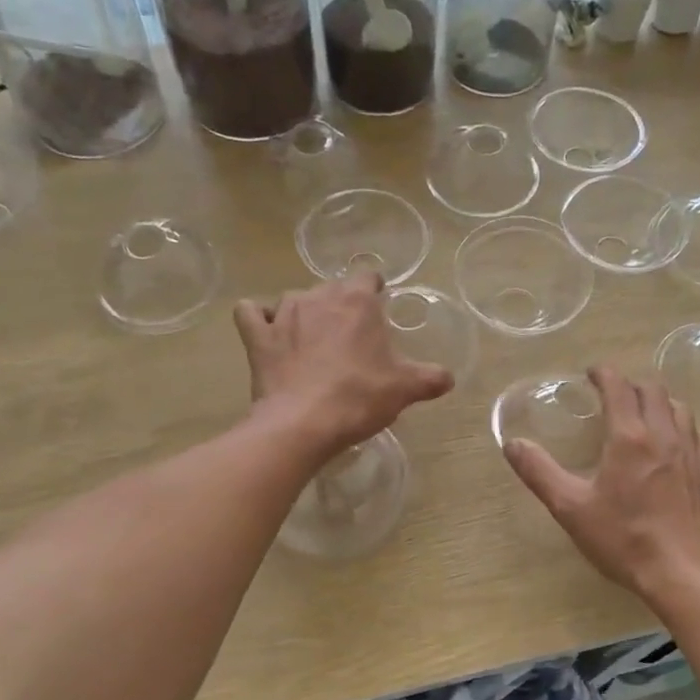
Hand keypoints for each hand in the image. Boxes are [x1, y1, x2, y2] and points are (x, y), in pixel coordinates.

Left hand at [235, 274, 452, 461]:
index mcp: (357, 302)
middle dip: (341, 306)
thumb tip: (449, 378)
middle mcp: (319, 296)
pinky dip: (259, 318)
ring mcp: (282, 313)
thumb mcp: (404, 389)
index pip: (368, 276)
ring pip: (294, 299)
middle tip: (350, 339)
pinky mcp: (257, 336)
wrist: (302, 424)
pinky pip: (250, 313)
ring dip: (303, 314)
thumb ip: (430, 378)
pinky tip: (269, 335)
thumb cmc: (359, 398)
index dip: (374, 289)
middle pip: (332, 288)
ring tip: (312, 343)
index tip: (378, 307)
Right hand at [504, 366, 699, 601]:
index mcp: (628, 437)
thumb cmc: (622, 538)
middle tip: (610, 394)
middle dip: (630, 384)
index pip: (619, 386)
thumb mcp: (570, 507)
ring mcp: (689, 453)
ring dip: (657, 401)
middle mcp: (663, 434)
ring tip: (640, 412)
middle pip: (652, 390)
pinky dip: (682, 425)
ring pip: (678, 407)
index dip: (604, 373)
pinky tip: (673, 440)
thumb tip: (512, 444)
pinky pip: (697, 433)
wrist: (680, 572)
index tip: (590, 374)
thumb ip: (539, 472)